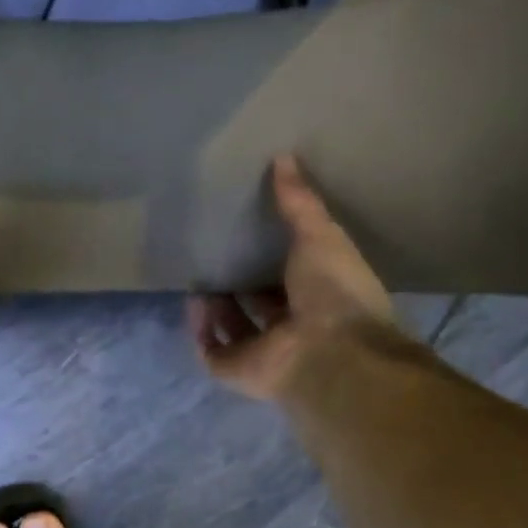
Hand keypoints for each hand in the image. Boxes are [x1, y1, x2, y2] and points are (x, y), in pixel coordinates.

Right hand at [189, 154, 404, 402]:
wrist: (329, 351)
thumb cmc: (334, 291)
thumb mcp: (320, 234)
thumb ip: (298, 201)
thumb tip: (283, 158)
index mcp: (321, 297)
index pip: (294, 278)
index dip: (276, 259)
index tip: (253, 233)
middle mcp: (293, 326)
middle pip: (260, 305)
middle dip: (241, 284)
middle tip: (218, 254)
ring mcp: (264, 352)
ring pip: (233, 328)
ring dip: (217, 307)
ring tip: (200, 274)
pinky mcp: (237, 370)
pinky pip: (211, 350)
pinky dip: (201, 329)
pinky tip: (194, 301)